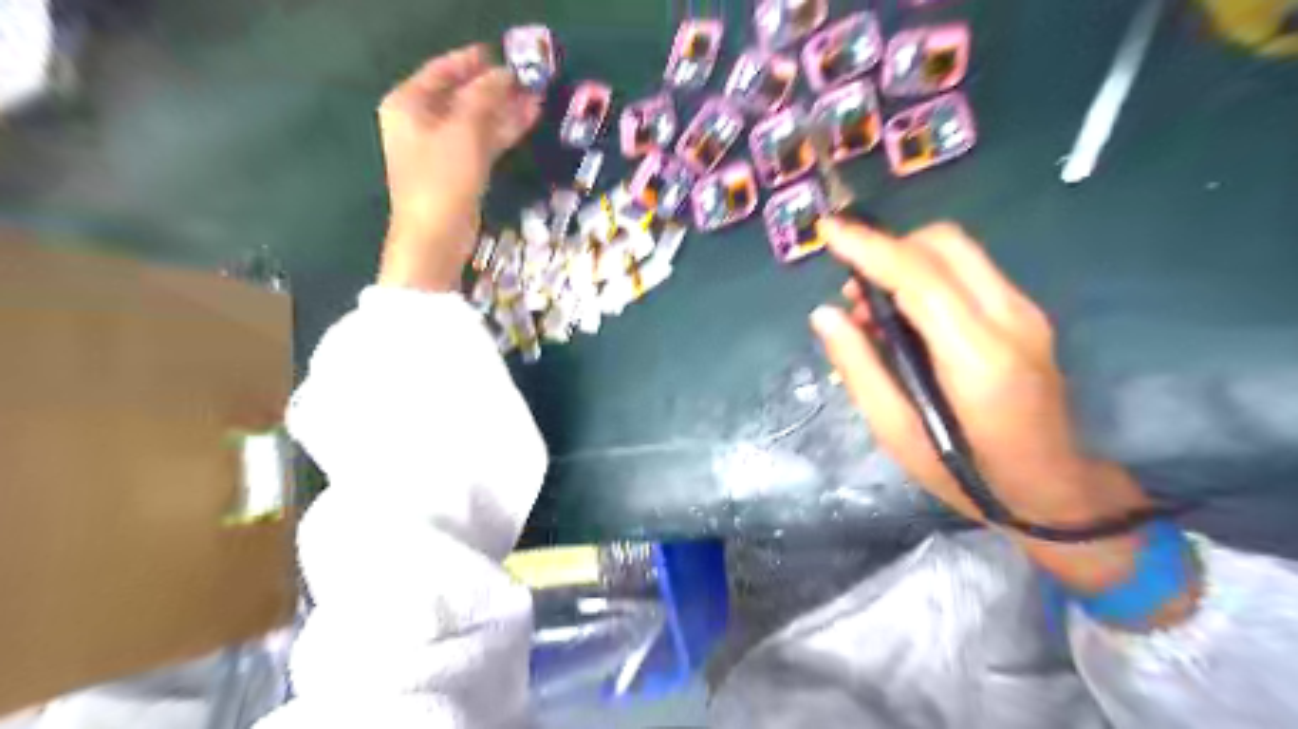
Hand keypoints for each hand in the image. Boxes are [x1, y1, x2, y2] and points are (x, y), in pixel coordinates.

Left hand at [376, 43, 543, 292]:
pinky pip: (482, 141)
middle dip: (496, 87)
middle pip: (462, 93)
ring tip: (537, 98)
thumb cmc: (442, 179)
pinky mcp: (458, 170)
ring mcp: (440, 147)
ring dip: (504, 109)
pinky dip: (502, 131)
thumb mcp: (464, 130)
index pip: (444, 69)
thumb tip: (507, 74)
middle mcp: (421, 120)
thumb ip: (485, 96)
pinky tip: (527, 121)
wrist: (435, 237)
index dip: (476, 60)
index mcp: (409, 103)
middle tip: (531, 78)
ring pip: (476, 119)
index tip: (508, 54)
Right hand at [809, 220, 1165, 593]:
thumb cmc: (967, 474)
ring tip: (871, 308)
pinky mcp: (1026, 316)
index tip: (829, 230)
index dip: (870, 248)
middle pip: (945, 244)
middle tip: (852, 285)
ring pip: (958, 252)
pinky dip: (927, 277)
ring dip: (906, 261)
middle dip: (890, 247)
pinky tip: (904, 318)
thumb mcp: (896, 433)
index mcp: (978, 357)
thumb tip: (825, 315)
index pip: (921, 277)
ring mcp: (1025, 314)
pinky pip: (968, 273)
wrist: (1053, 490)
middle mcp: (1011, 319)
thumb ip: (859, 368)